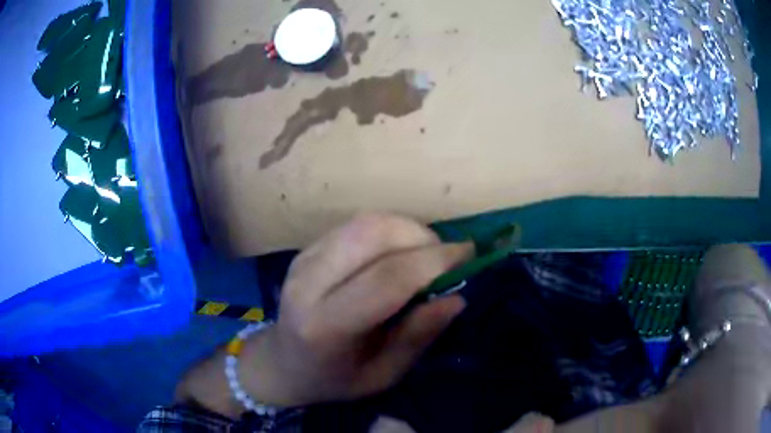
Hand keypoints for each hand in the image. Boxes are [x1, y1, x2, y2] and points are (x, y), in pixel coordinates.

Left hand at [239, 213, 473, 406]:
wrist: (283, 363)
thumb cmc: (334, 379)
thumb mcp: (382, 376)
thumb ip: (418, 337)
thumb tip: (458, 297)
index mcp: (325, 325)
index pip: (387, 278)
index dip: (434, 261)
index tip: (470, 257)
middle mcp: (308, 282)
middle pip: (373, 234)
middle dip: (422, 237)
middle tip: (447, 258)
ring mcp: (303, 259)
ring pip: (365, 222)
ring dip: (407, 230)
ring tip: (426, 256)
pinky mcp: (307, 248)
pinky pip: (356, 225)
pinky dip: (389, 231)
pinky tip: (398, 254)